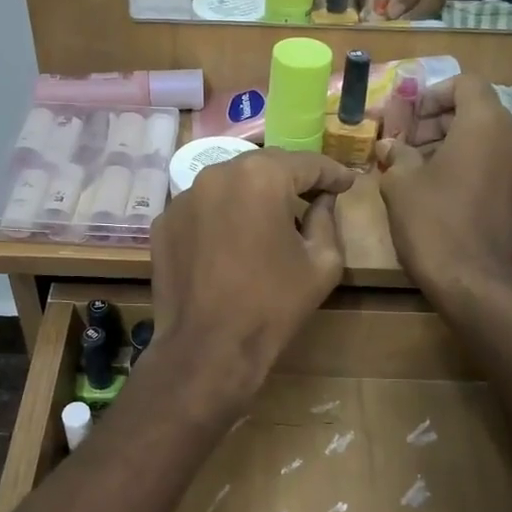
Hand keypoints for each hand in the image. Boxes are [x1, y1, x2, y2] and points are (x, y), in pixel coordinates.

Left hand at [151, 149, 355, 403]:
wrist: (207, 348)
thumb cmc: (273, 305)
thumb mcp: (322, 264)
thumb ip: (327, 221)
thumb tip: (323, 201)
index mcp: (261, 177)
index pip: (306, 164)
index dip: (332, 173)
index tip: (348, 184)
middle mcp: (217, 174)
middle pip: (264, 166)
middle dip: (291, 178)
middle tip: (314, 194)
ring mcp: (183, 198)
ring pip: (229, 184)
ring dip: (254, 195)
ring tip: (272, 217)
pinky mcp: (164, 223)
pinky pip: (203, 208)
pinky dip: (222, 216)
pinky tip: (234, 239)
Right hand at [377, 76, 511, 294]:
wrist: (473, 282)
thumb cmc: (433, 223)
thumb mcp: (401, 184)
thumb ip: (397, 155)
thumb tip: (391, 147)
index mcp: (487, 123)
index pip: (466, 83)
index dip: (433, 94)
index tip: (408, 117)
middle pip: (477, 110)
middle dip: (438, 121)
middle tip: (404, 144)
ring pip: (486, 138)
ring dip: (451, 143)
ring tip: (416, 168)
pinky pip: (494, 163)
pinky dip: (469, 164)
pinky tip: (439, 190)